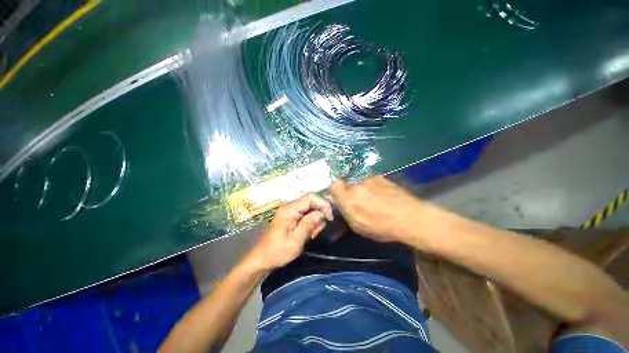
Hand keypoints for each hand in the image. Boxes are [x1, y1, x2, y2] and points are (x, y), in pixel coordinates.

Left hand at [246, 193, 333, 270]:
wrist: (261, 259)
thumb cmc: (277, 252)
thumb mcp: (295, 241)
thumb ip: (308, 225)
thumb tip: (321, 213)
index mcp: (289, 209)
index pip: (310, 197)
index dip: (323, 204)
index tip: (330, 217)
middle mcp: (290, 207)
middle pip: (311, 202)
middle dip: (319, 215)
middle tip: (317, 231)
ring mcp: (290, 211)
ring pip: (310, 209)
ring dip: (315, 221)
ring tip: (310, 236)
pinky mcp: (291, 217)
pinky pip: (305, 215)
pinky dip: (310, 223)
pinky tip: (307, 235)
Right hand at [331, 176, 422, 243]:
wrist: (410, 218)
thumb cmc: (382, 227)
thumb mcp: (358, 226)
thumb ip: (346, 212)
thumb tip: (341, 203)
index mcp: (349, 199)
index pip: (334, 185)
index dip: (336, 190)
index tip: (341, 197)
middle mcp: (357, 185)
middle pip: (347, 183)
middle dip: (350, 190)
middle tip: (359, 200)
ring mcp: (370, 179)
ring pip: (359, 181)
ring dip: (362, 188)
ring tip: (374, 198)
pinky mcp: (381, 176)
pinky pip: (371, 180)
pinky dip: (373, 186)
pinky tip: (383, 195)